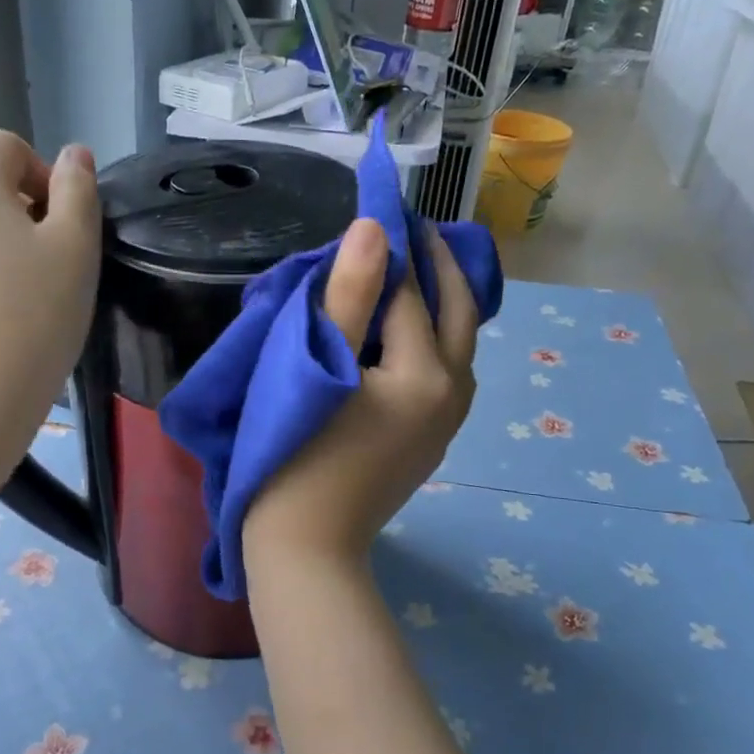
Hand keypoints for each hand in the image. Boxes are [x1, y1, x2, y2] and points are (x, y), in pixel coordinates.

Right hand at [245, 218, 478, 567]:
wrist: (306, 548)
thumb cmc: (295, 455)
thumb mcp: (315, 367)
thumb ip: (350, 295)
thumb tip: (377, 228)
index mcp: (425, 372)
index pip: (411, 290)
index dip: (395, 245)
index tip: (384, 205)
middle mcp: (451, 392)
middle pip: (457, 310)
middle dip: (439, 263)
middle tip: (414, 226)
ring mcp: (446, 421)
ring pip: (458, 342)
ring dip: (441, 300)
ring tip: (412, 268)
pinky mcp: (432, 440)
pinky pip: (446, 370)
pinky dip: (435, 336)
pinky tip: (407, 329)